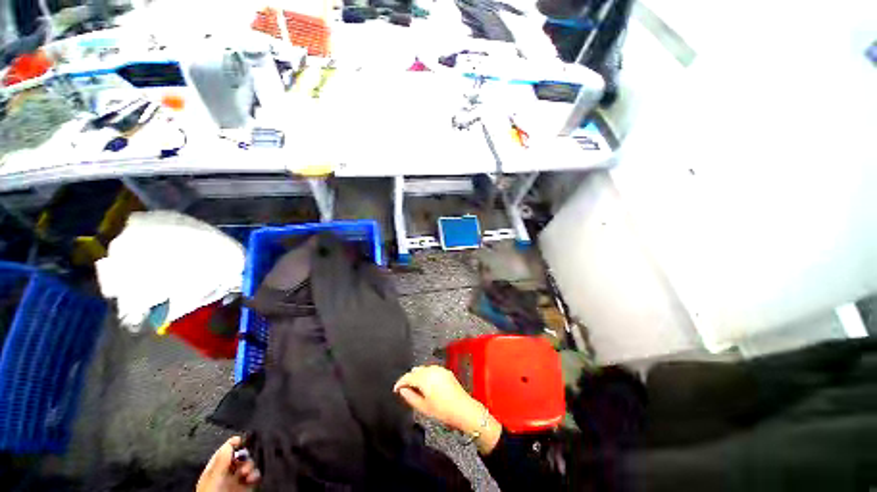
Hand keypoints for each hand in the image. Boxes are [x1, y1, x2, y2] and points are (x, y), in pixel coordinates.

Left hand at [197, 436, 260, 491]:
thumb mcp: (213, 478)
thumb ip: (221, 461)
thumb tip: (229, 444)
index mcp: (214, 470)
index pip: (224, 451)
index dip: (232, 444)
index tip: (240, 439)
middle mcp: (225, 474)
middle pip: (239, 457)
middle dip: (244, 456)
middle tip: (244, 460)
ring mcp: (236, 481)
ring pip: (248, 466)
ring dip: (251, 466)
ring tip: (248, 472)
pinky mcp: (246, 488)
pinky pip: (255, 477)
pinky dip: (256, 475)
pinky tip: (253, 478)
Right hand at [394, 366, 502, 453]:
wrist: (463, 409)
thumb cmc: (442, 410)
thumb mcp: (423, 407)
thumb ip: (410, 397)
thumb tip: (402, 390)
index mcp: (425, 378)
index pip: (408, 376)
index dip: (400, 382)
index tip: (395, 389)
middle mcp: (432, 370)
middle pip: (416, 370)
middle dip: (409, 378)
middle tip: (405, 390)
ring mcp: (440, 369)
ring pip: (424, 369)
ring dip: (418, 376)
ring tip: (416, 388)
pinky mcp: (446, 371)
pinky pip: (432, 370)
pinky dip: (427, 375)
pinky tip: (427, 385)